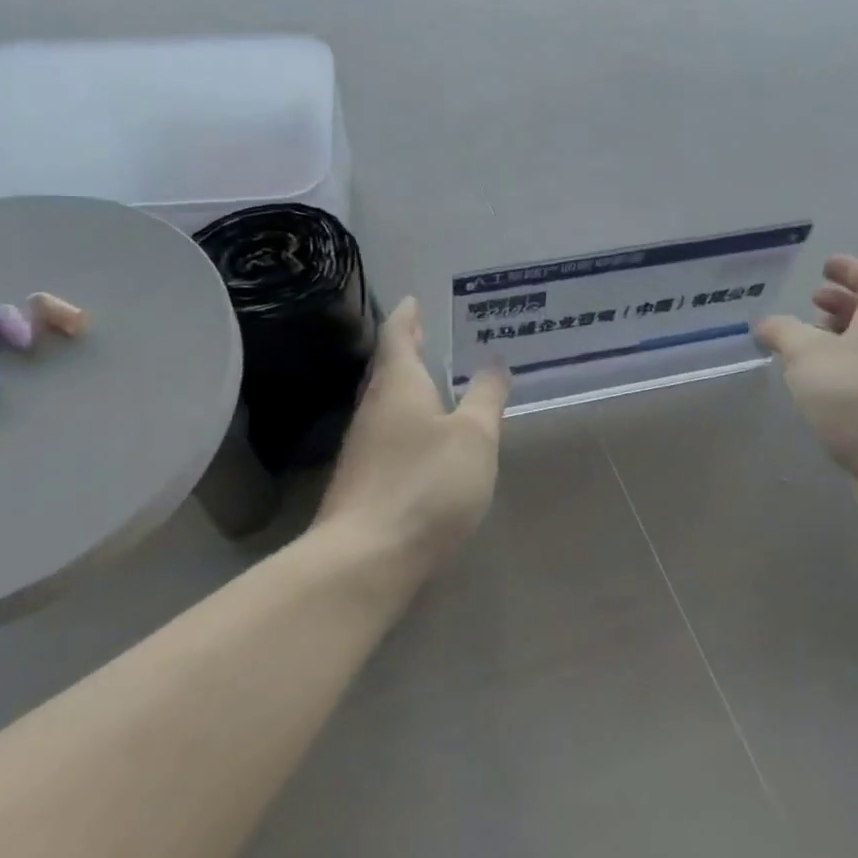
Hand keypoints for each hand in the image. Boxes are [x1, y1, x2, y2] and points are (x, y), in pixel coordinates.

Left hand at [316, 298, 509, 572]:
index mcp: (398, 385)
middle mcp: (373, 408)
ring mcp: (363, 447)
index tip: (414, 300)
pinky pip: (387, 434)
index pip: (398, 335)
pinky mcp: (362, 481)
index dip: (407, 315)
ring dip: (406, 386)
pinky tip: (423, 439)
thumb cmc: (426, 484)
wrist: (365, 558)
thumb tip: (494, 361)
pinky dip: (406, 421)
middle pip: (388, 368)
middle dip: (407, 349)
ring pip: (386, 403)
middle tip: (428, 334)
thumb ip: (486, 397)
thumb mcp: (473, 437)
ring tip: (432, 381)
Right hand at [754, 255, 857, 484]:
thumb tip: (766, 324)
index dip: (849, 269)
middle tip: (812, 302)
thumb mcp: (807, 353)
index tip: (826, 264)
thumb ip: (783, 332)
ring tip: (806, 346)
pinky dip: (842, 375)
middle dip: (841, 305)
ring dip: (840, 341)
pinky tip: (817, 387)